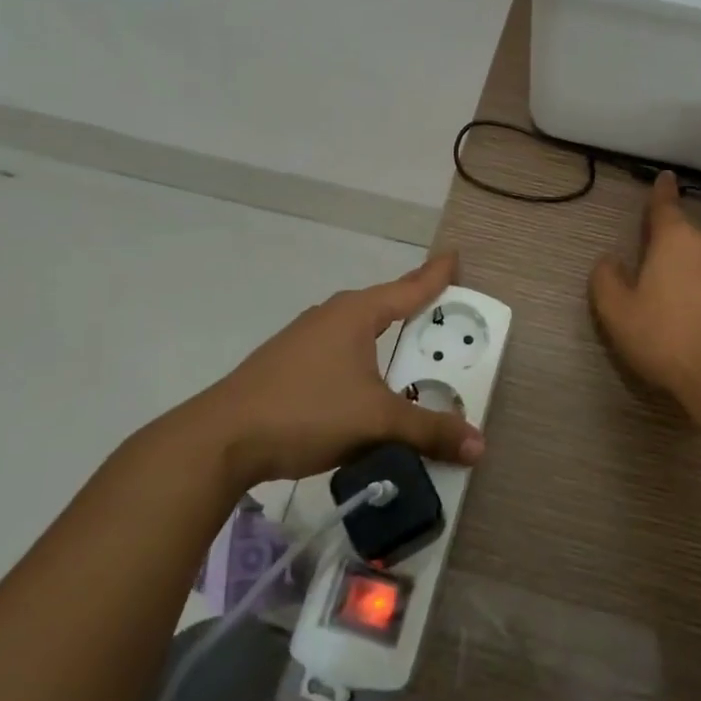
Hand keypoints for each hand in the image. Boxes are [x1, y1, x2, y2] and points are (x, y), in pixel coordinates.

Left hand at [187, 253, 485, 489]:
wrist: (221, 439)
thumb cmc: (307, 412)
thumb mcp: (376, 421)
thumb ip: (428, 431)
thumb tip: (478, 445)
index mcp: (356, 314)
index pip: (409, 288)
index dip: (436, 275)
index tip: (454, 255)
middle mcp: (331, 316)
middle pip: (383, 305)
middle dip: (412, 306)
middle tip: (441, 306)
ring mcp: (304, 339)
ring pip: (358, 330)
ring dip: (385, 338)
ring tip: (408, 350)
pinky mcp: (287, 364)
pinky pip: (340, 352)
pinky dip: (363, 360)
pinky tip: (364, 384)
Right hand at [590, 172, 700, 412]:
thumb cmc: (667, 338)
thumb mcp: (618, 313)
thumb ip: (606, 280)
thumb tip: (609, 260)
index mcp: (676, 241)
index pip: (665, 206)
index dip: (661, 192)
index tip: (666, 177)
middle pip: (690, 240)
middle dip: (677, 252)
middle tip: (663, 281)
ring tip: (692, 312)